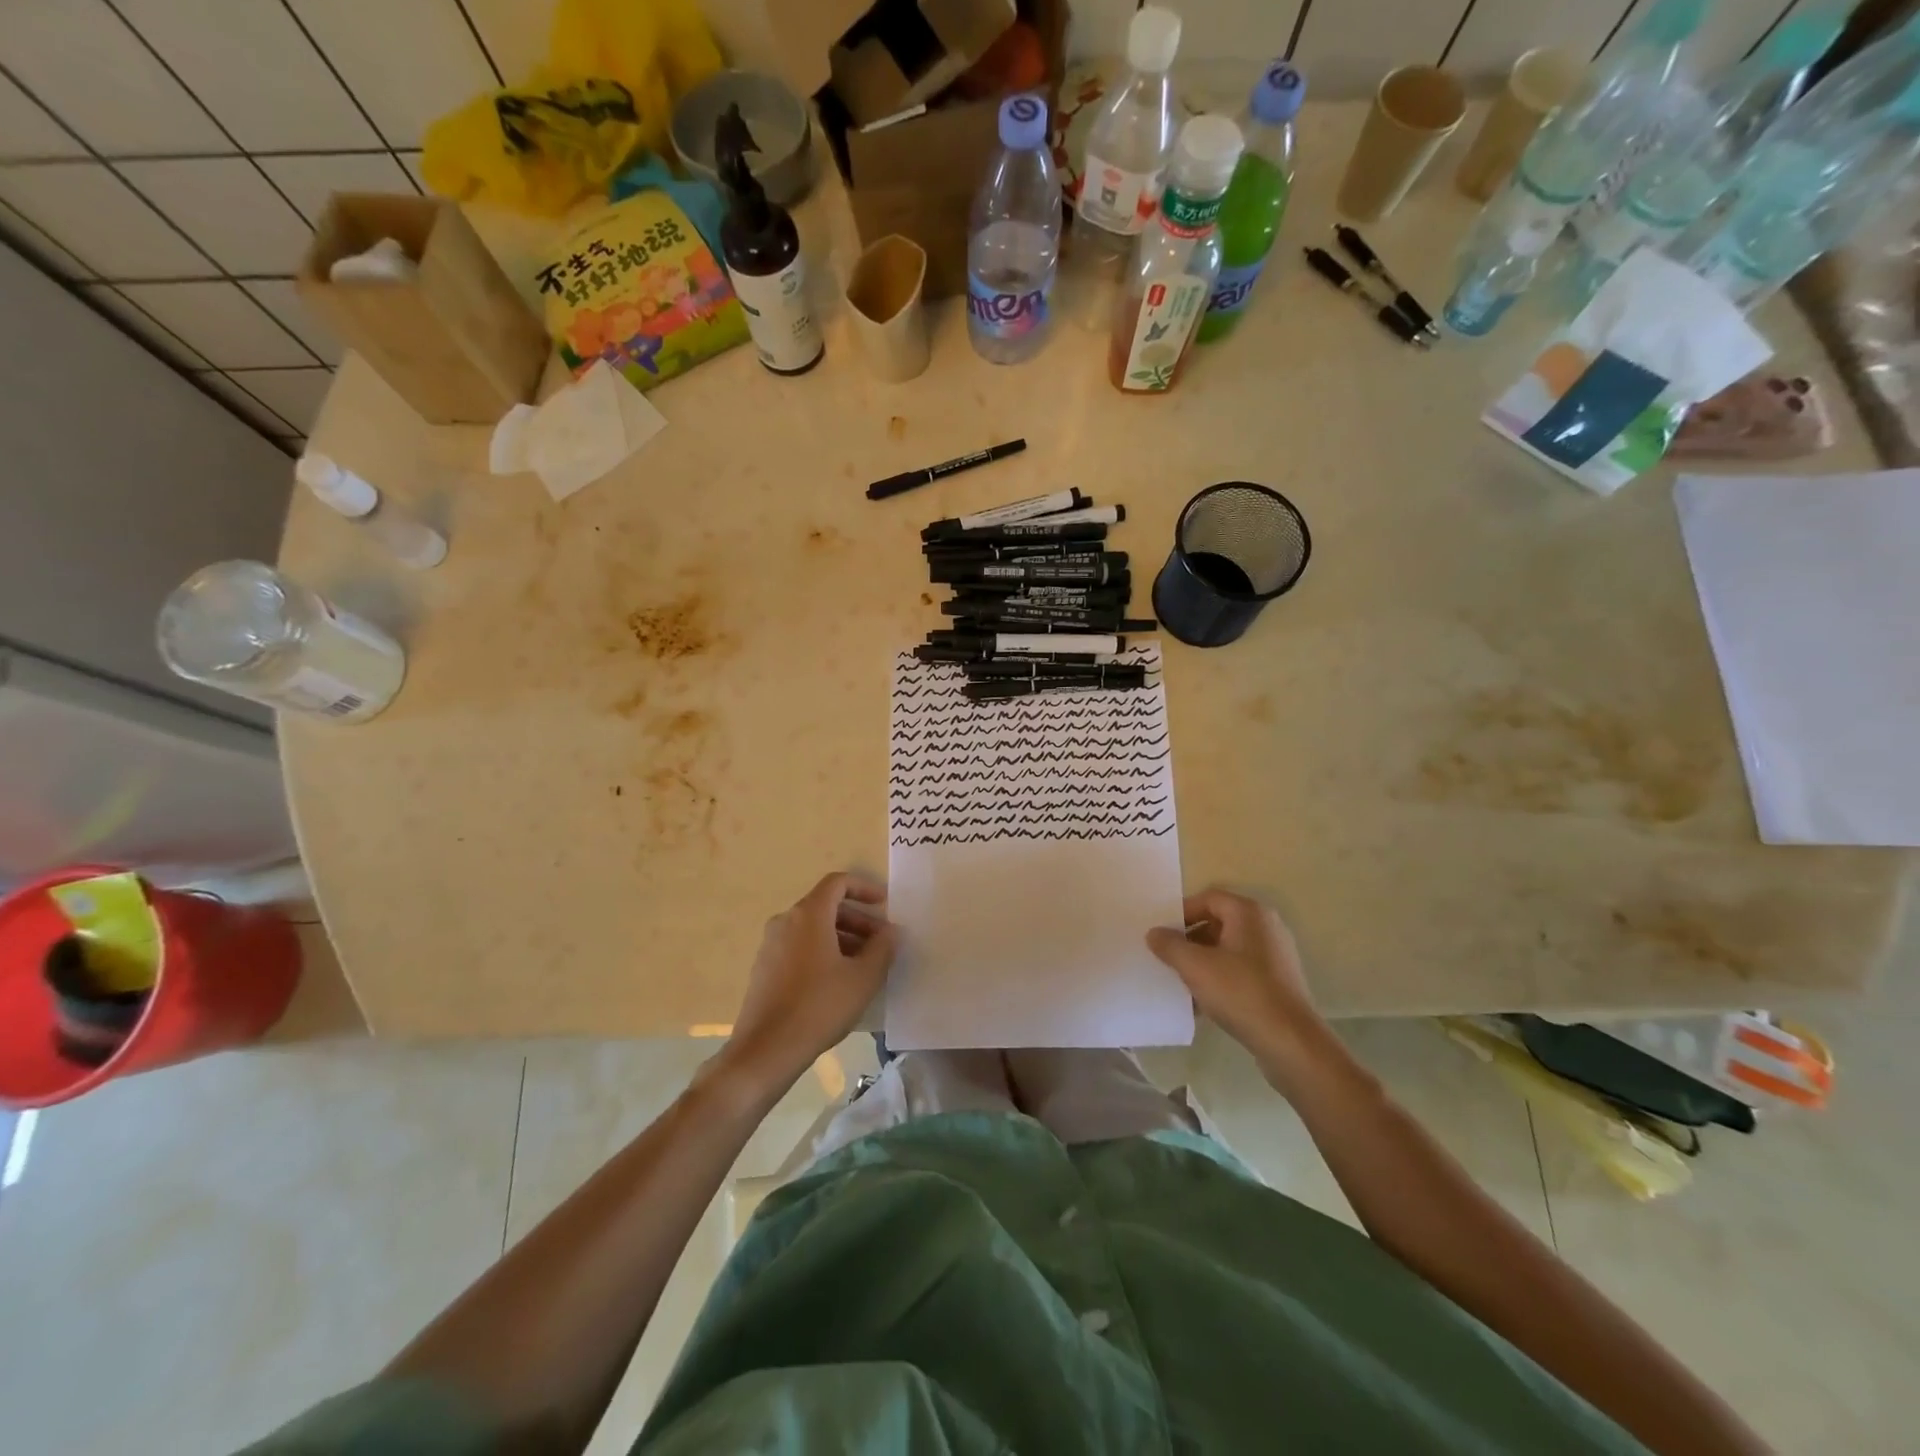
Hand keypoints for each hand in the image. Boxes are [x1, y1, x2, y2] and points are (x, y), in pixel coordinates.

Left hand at [725, 873, 895, 1097]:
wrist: (766, 1050)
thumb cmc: (819, 1007)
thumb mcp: (863, 978)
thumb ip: (883, 948)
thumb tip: (891, 931)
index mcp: (808, 915)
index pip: (838, 883)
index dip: (864, 888)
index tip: (884, 905)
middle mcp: (785, 921)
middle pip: (827, 906)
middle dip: (858, 919)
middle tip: (882, 943)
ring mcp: (771, 945)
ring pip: (813, 929)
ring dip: (843, 938)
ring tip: (865, 965)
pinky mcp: (765, 968)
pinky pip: (800, 947)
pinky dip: (823, 951)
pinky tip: (839, 981)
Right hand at [1146, 889, 1335, 1089]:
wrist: (1290, 1042)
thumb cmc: (1241, 992)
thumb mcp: (1195, 966)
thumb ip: (1169, 945)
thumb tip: (1154, 933)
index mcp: (1249, 913)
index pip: (1208, 898)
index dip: (1182, 912)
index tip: (1162, 933)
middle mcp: (1266, 927)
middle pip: (1218, 922)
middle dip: (1190, 939)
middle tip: (1168, 957)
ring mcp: (1275, 955)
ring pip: (1228, 949)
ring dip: (1203, 962)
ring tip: (1181, 982)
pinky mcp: (1279, 981)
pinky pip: (1241, 970)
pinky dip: (1220, 979)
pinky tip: (1203, 1003)